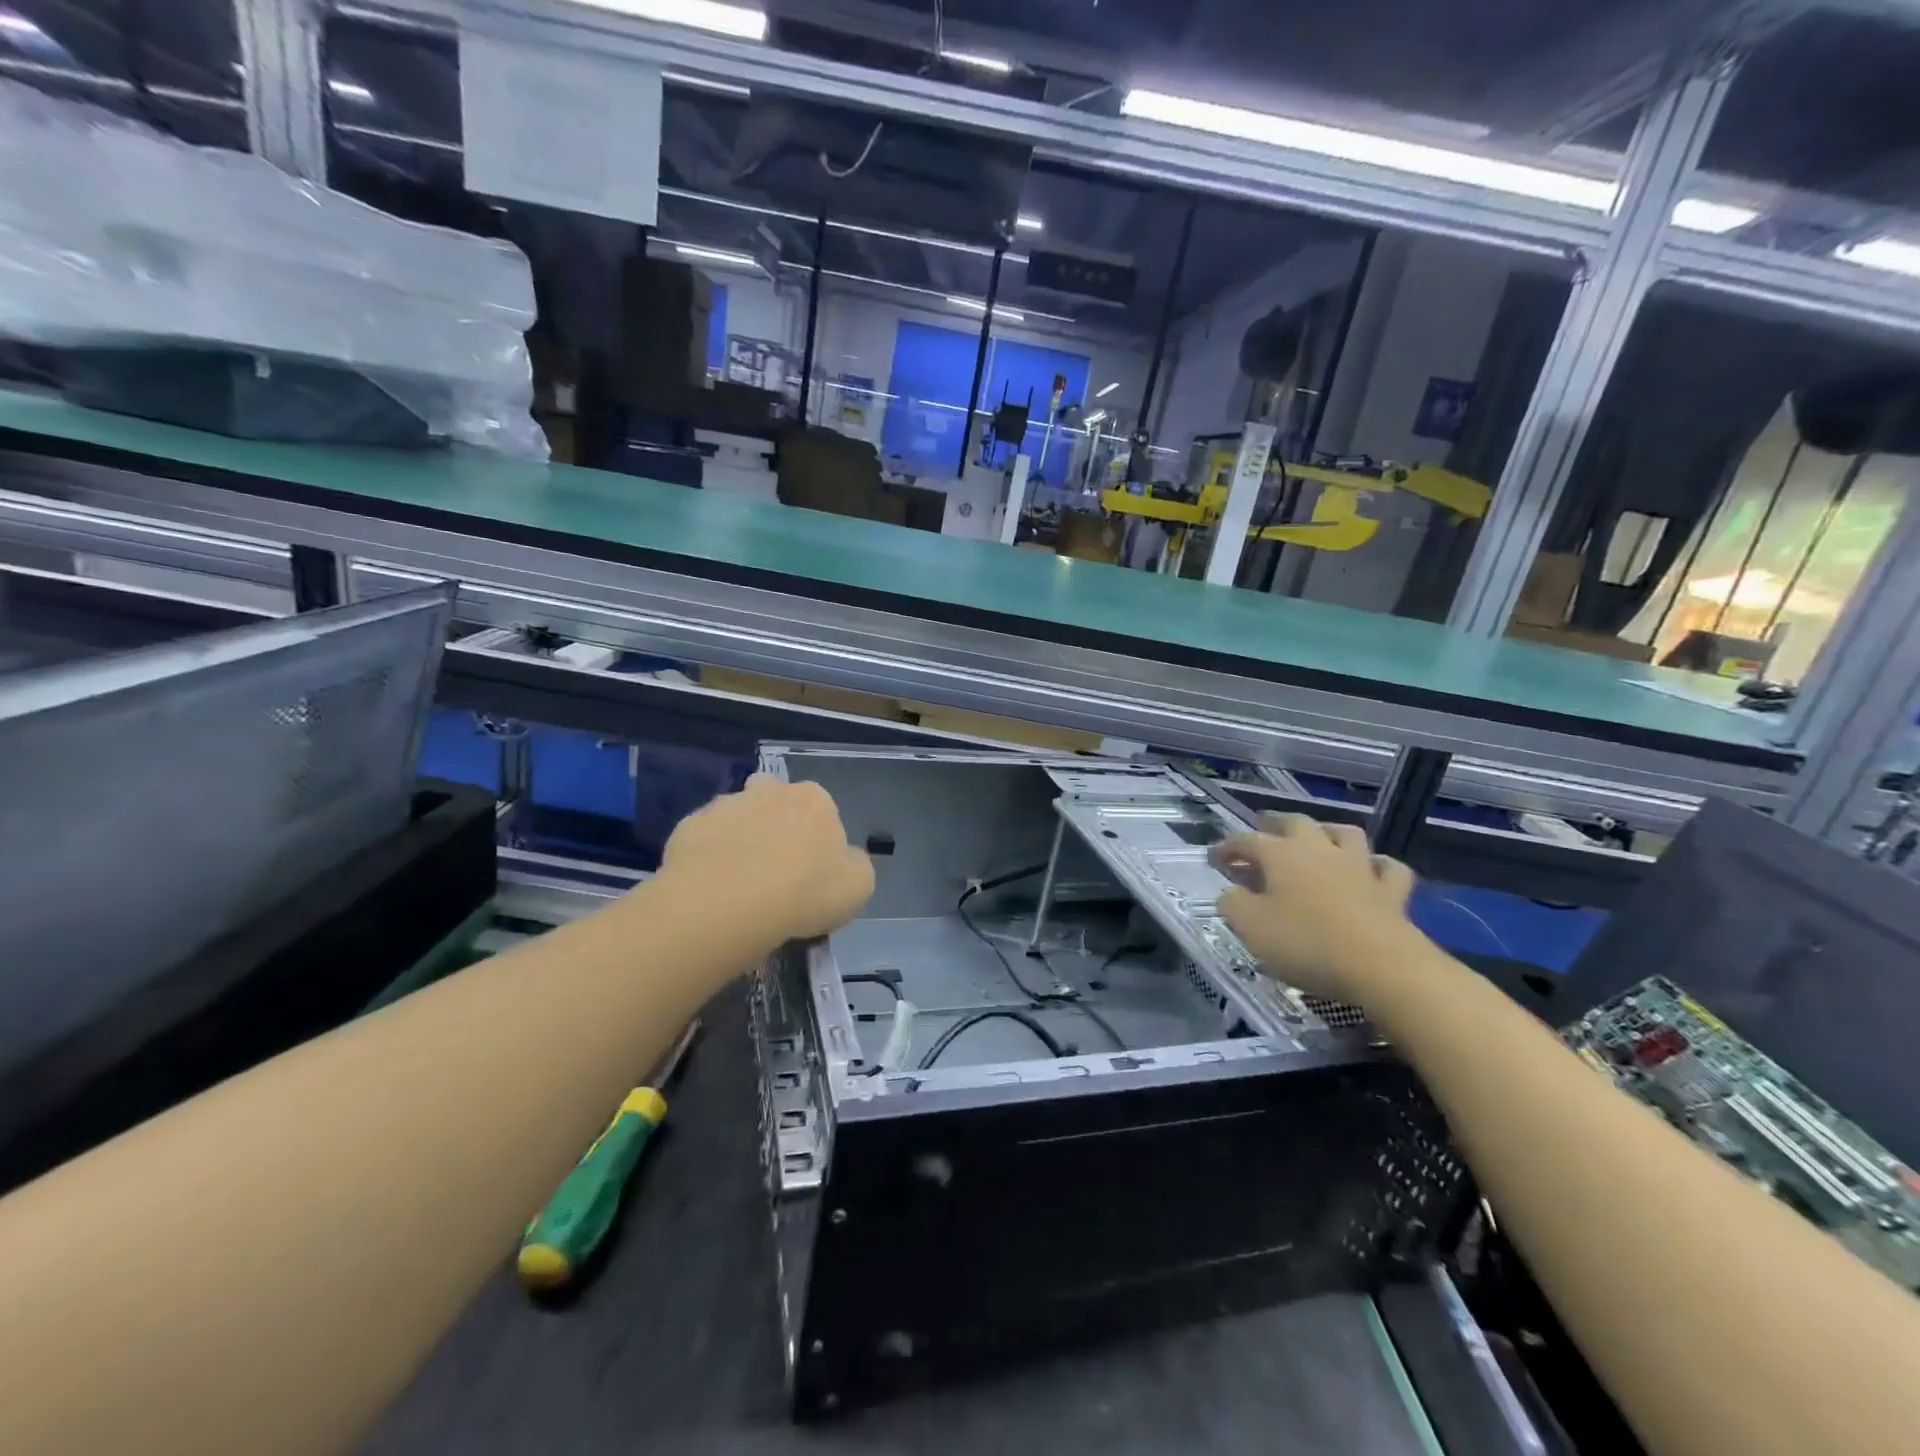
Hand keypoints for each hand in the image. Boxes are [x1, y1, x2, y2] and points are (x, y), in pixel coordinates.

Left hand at [661, 774, 874, 944]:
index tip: (811, 871)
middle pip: (774, 799)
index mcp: (814, 799)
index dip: (817, 840)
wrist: (728, 904)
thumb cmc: (804, 892)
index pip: (821, 810)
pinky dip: (706, 857)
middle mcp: (770, 790)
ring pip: (735, 816)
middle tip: (773, 867)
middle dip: (773, 823)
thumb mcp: (858, 886)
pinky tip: (709, 888)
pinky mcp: (688, 827)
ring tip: (736, 882)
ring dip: (737, 838)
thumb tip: (842, 860)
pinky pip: (702, 840)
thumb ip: (854, 865)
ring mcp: (724, 805)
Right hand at [1208, 813, 1419, 1003]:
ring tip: (1317, 840)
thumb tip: (1231, 892)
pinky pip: (1387, 867)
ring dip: (1328, 832)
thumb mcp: (1251, 927)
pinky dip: (1376, 865)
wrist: (1382, 967)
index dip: (1227, 847)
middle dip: (1275, 824)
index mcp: (1281, 855)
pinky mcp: (1391, 892)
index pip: (1246, 840)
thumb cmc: (1306, 943)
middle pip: (1296, 823)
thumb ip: (1233, 904)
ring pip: (1345, 834)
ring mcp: (1359, 867)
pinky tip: (1370, 870)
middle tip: (1263, 832)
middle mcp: (1319, 850)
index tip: (1213, 858)